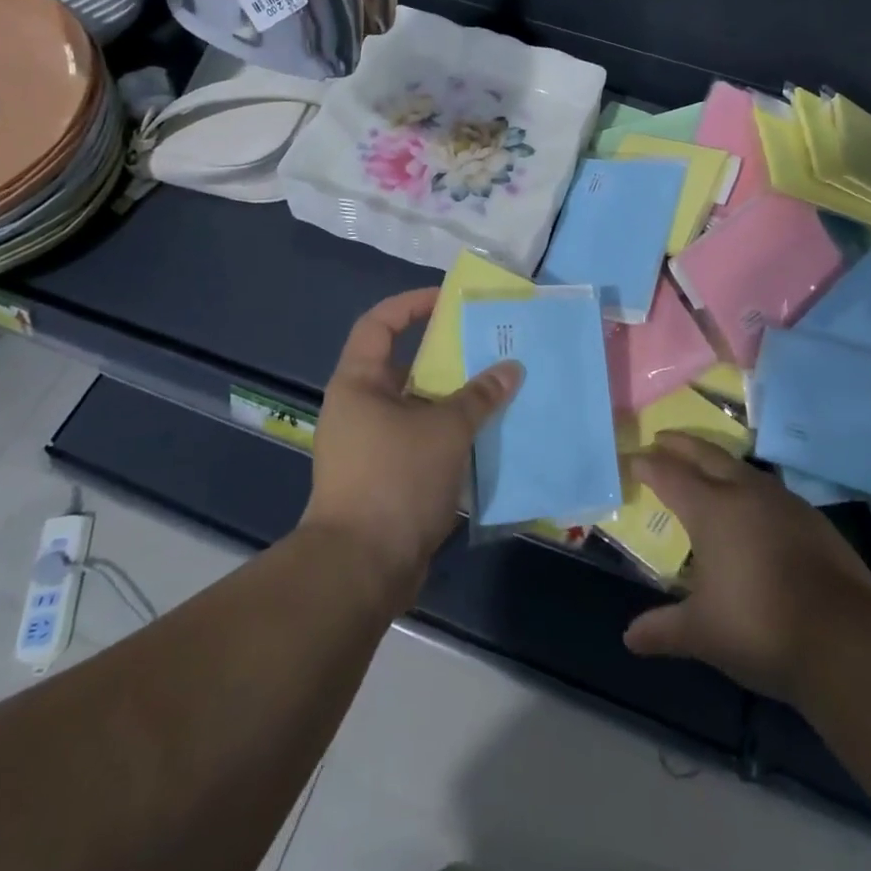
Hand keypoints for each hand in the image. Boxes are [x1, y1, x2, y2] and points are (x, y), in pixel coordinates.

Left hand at [301, 289, 522, 606]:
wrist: (361, 569)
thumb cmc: (395, 480)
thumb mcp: (445, 430)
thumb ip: (479, 396)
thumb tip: (512, 369)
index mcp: (359, 382)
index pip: (380, 323)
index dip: (412, 304)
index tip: (450, 300)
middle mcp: (359, 408)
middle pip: (404, 366)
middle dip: (447, 356)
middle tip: (489, 346)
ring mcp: (371, 446)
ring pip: (418, 408)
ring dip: (455, 400)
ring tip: (498, 389)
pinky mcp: (385, 479)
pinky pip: (423, 442)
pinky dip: (451, 436)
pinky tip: (488, 437)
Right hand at [623, 434, 870, 700]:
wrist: (844, 640)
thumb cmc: (759, 627)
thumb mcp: (701, 633)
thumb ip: (663, 629)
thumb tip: (629, 638)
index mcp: (710, 509)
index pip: (669, 475)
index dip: (648, 466)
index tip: (632, 459)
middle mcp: (744, 492)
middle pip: (706, 454)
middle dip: (681, 445)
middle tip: (662, 438)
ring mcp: (783, 502)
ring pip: (741, 467)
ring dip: (717, 461)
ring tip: (705, 467)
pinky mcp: (812, 519)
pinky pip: (770, 490)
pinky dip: (749, 487)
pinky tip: (752, 506)